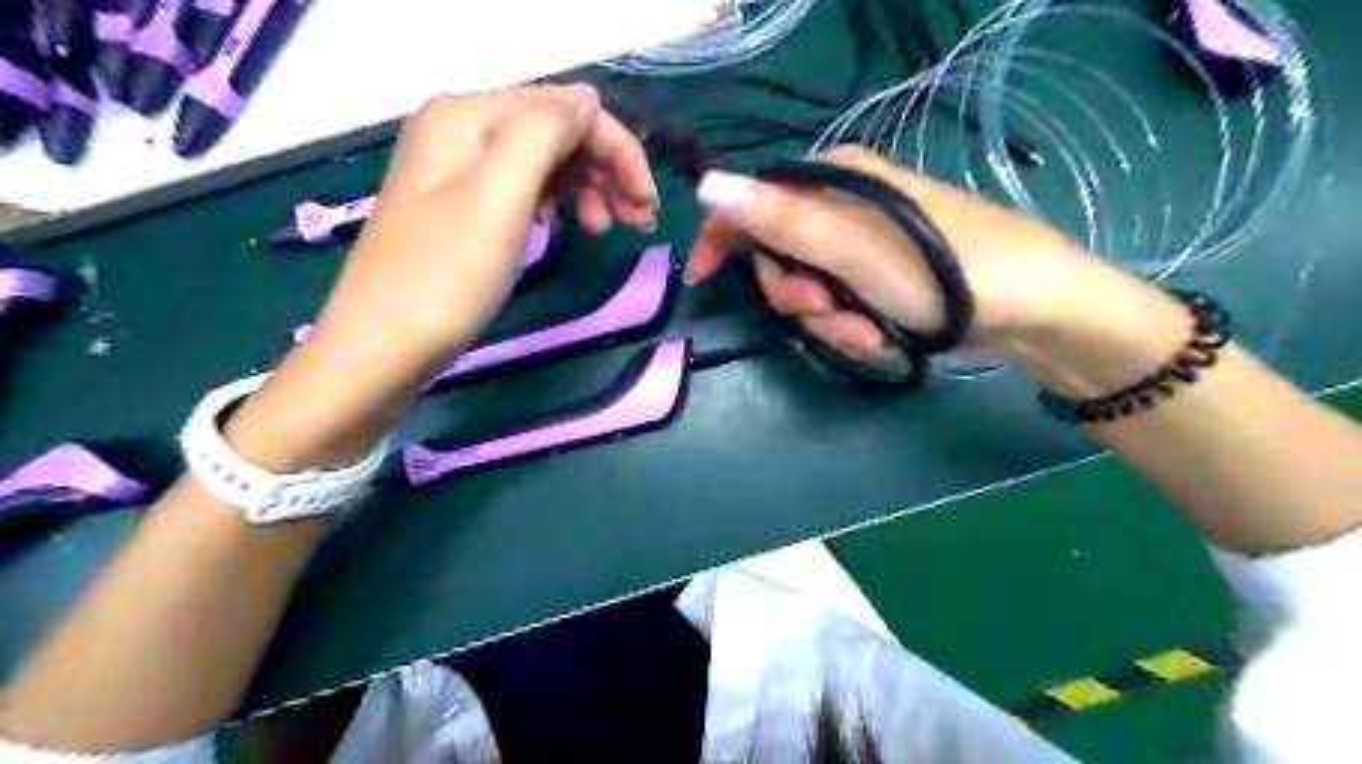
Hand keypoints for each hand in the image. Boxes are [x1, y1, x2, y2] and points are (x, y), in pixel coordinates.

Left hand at [320, 84, 660, 379]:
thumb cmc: (445, 276)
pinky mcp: (461, 208)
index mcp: (468, 116)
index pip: (564, 109)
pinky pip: (524, 189)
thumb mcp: (500, 197)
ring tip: (609, 230)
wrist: (381, 347)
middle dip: (605, 169)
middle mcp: (461, 131)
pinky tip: (566, 228)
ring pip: (544, 161)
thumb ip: (544, 134)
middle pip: (555, 131)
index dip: (616, 148)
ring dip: (587, 187)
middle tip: (639, 221)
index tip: (648, 203)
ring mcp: (458, 172)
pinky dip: (557, 204)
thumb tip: (587, 100)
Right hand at [681, 146, 1141, 366]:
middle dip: (798, 296)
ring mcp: (861, 249)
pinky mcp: (878, 282)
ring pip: (808, 292)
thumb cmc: (944, 272)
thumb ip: (780, 219)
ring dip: (832, 323)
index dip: (722, 236)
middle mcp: (843, 208)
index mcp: (833, 180)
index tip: (701, 276)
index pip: (754, 200)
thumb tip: (708, 185)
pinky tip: (886, 337)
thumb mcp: (853, 248)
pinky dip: (854, 330)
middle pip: (778, 256)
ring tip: (872, 332)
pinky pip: (838, 309)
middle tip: (830, 309)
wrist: (1029, 311)